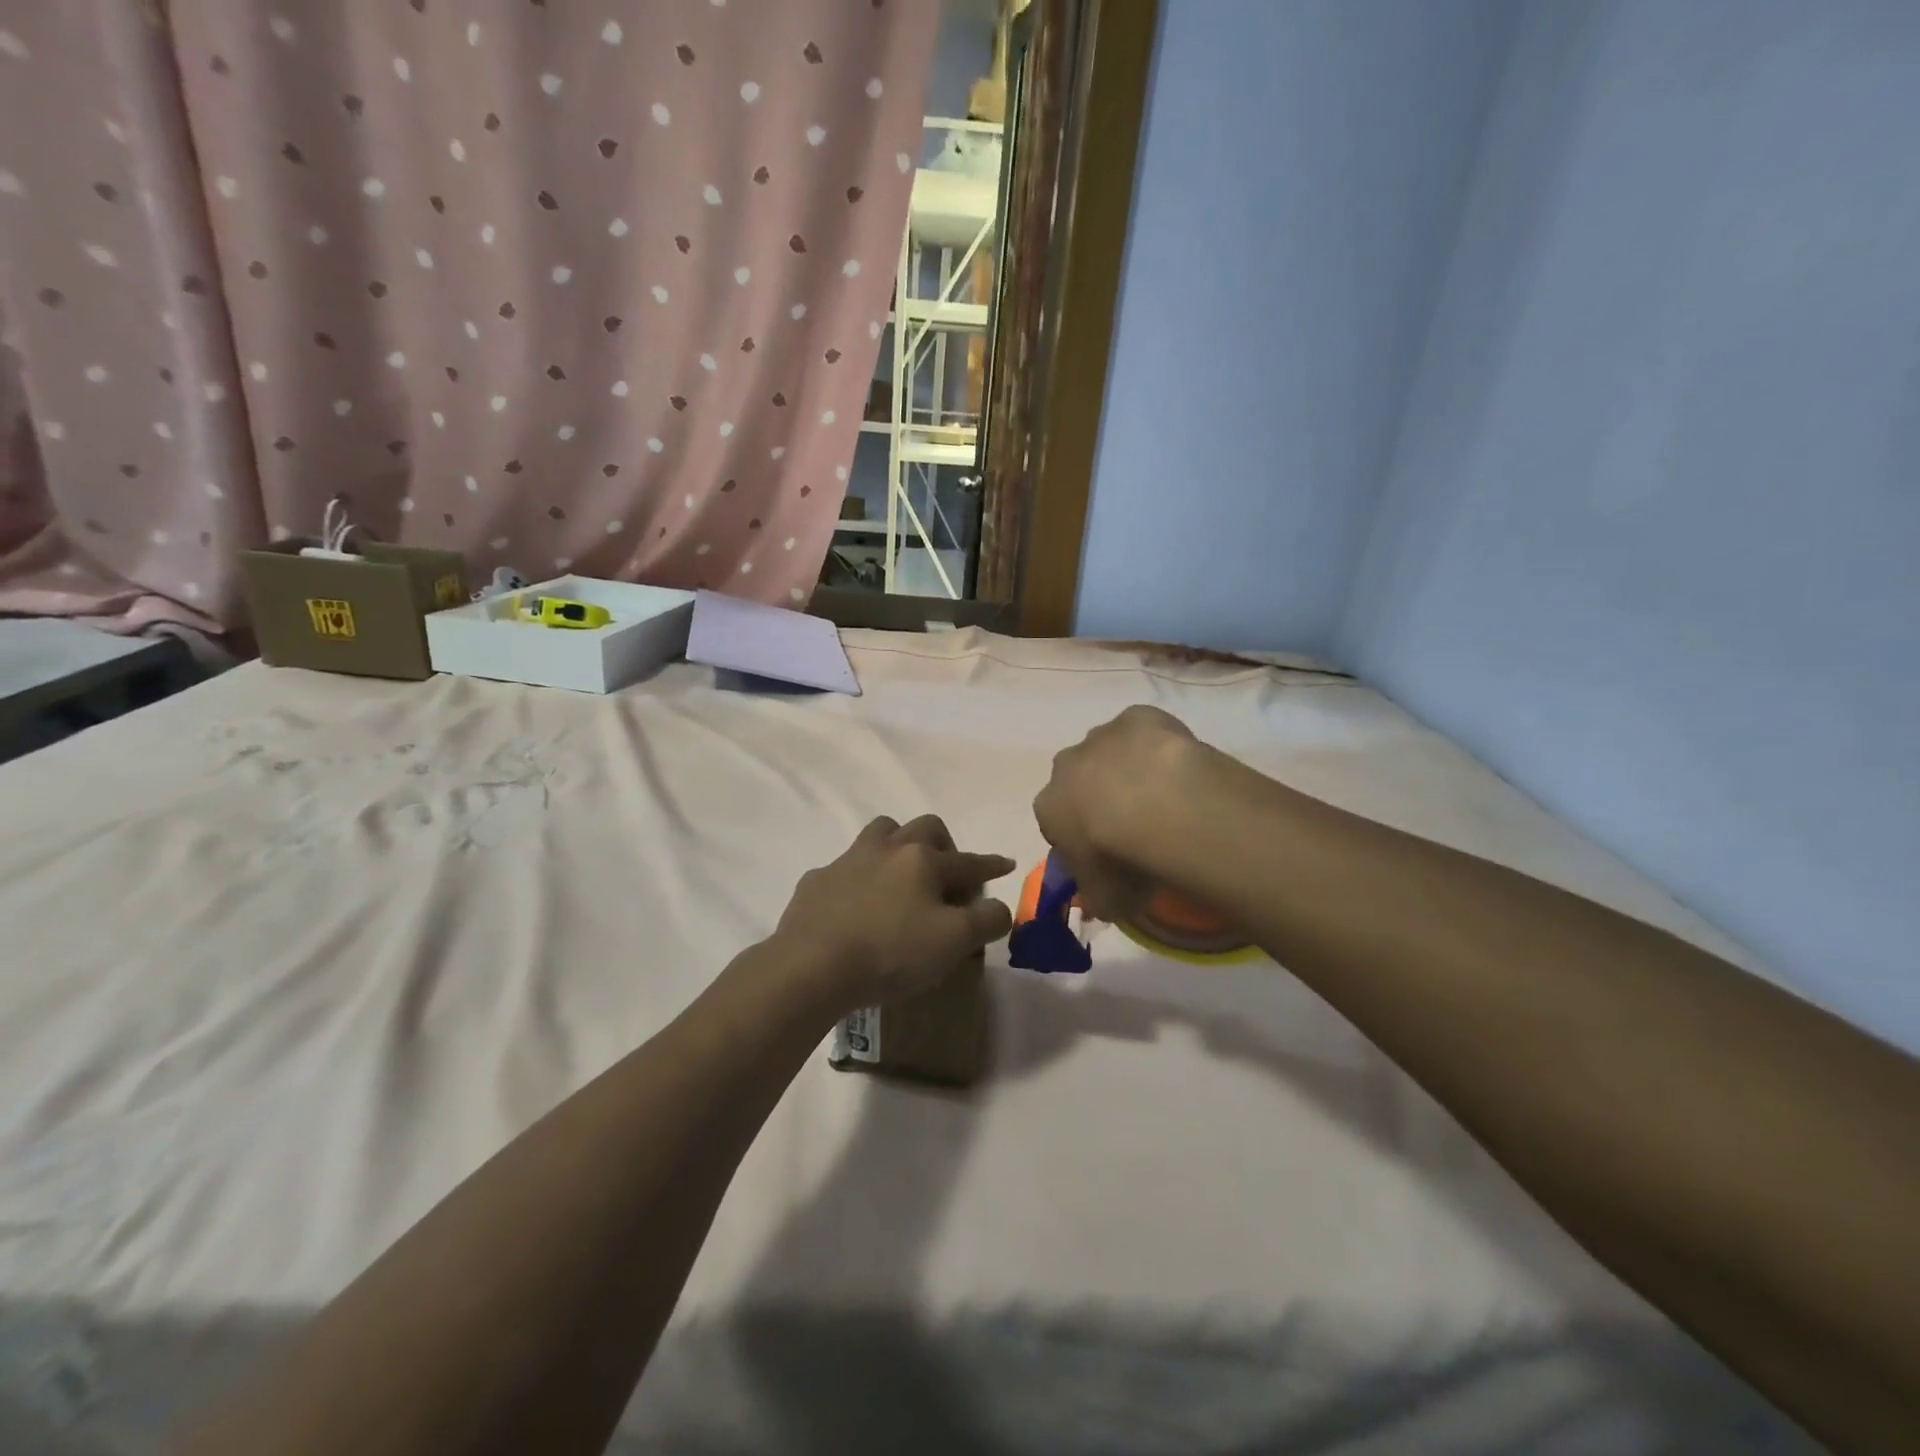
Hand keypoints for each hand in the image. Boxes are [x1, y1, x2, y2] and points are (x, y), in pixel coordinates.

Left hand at [773, 815, 1014, 1012]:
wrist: (811, 966)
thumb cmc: (891, 952)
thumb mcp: (954, 942)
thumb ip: (987, 920)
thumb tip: (999, 907)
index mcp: (923, 860)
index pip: (968, 860)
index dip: (991, 864)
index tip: (1007, 864)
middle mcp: (887, 848)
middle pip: (924, 828)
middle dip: (944, 843)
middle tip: (947, 873)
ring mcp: (848, 861)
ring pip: (880, 833)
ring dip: (898, 845)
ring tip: (902, 874)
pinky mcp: (817, 881)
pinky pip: (844, 868)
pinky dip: (859, 878)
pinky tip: (857, 904)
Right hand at [1032, 705, 1211, 922]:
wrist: (1157, 806)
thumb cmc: (1120, 859)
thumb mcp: (1105, 898)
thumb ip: (1099, 900)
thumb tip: (1101, 905)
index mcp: (1047, 806)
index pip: (1056, 823)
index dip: (1081, 840)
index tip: (1107, 856)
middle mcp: (1065, 766)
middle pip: (1079, 781)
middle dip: (1099, 798)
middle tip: (1136, 825)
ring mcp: (1100, 736)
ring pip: (1110, 752)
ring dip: (1128, 769)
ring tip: (1165, 798)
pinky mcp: (1136, 715)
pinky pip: (1143, 730)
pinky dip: (1156, 745)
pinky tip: (1178, 768)